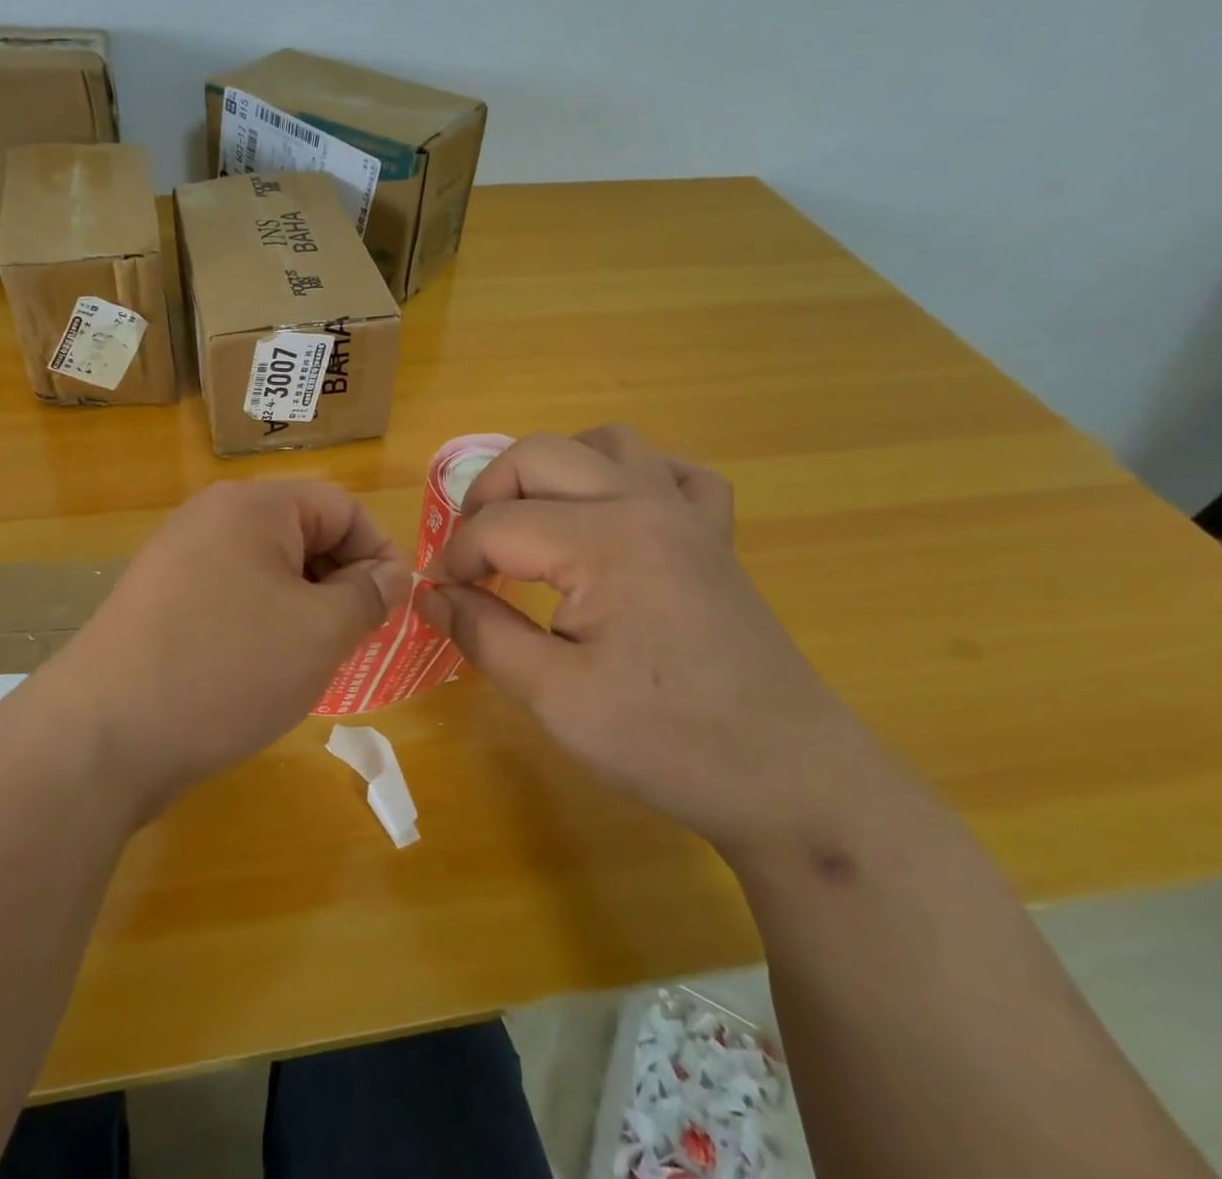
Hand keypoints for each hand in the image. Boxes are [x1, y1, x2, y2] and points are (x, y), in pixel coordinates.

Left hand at [55, 480, 407, 814]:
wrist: (103, 734)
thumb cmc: (228, 668)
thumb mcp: (320, 632)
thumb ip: (368, 595)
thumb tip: (391, 574)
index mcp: (254, 505)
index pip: (342, 507)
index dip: (378, 555)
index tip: (390, 611)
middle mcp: (212, 517)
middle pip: (303, 534)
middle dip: (339, 584)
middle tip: (350, 642)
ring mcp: (178, 558)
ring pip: (267, 571)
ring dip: (302, 608)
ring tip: (307, 662)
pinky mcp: (159, 600)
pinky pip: (231, 596)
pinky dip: (260, 624)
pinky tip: (257, 672)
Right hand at [416, 426, 882, 851]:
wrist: (791, 779)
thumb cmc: (668, 741)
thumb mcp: (555, 698)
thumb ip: (482, 634)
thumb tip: (430, 596)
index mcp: (604, 540)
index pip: (497, 525)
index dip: (455, 559)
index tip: (442, 598)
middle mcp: (644, 503)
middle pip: (539, 454)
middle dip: (487, 496)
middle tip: (473, 554)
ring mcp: (687, 514)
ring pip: (607, 442)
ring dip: (556, 470)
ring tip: (535, 522)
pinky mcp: (715, 535)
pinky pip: (674, 472)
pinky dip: (633, 477)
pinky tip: (617, 517)